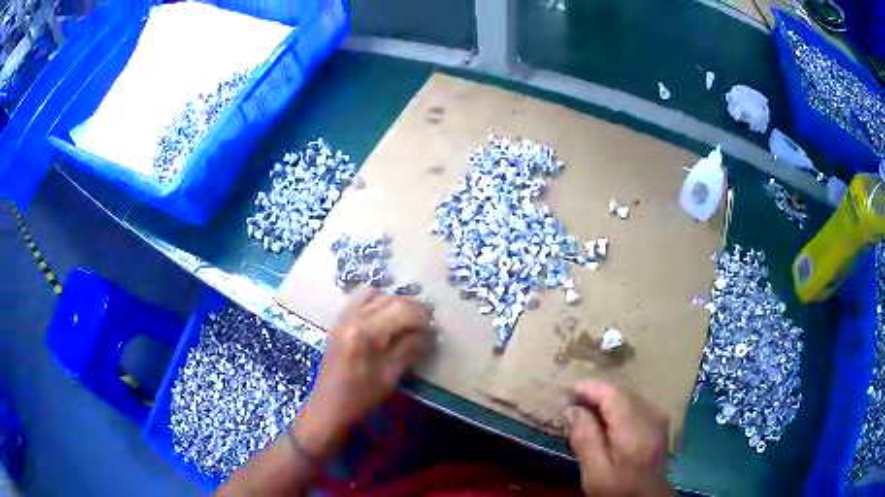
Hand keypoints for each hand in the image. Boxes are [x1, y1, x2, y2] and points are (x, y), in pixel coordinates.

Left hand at [293, 291, 432, 460]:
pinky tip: (386, 319)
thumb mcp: (390, 376)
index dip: (422, 318)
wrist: (329, 407)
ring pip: (374, 295)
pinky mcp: (338, 322)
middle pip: (389, 299)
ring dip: (395, 303)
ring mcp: (343, 317)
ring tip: (408, 320)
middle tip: (427, 324)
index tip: (435, 331)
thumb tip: (429, 334)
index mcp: (365, 331)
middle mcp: (352, 316)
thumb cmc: (361, 397)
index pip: (401, 310)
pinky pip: (360, 300)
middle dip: (412, 308)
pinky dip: (377, 302)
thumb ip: (409, 349)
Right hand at [565, 380, 672, 496]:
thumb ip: (585, 439)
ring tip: (581, 411)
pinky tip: (603, 421)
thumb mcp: (595, 472)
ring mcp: (657, 416)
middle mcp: (651, 414)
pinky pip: (633, 404)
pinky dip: (615, 407)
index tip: (563, 393)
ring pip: (627, 395)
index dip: (586, 388)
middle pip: (619, 391)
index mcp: (634, 426)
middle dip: (594, 393)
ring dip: (604, 399)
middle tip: (568, 404)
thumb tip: (572, 409)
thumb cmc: (618, 489)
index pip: (610, 393)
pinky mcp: (658, 422)